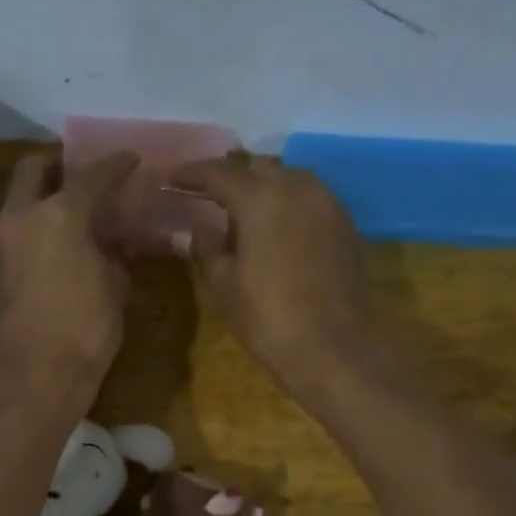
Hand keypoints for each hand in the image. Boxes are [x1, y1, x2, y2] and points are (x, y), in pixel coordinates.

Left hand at [0, 150, 135, 403]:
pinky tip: (64, 237)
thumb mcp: (116, 287)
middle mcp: (24, 216)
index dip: (116, 165)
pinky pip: (20, 226)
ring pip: (21, 197)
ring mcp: (4, 240)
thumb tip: (118, 240)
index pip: (92, 175)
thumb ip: (117, 253)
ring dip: (45, 193)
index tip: (131, 159)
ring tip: (78, 207)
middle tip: (85, 172)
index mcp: (60, 215)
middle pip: (34, 168)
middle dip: (60, 163)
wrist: (37, 374)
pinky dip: (39, 220)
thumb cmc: (86, 329)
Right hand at [169, 153, 370, 389]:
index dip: (191, 174)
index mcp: (261, 198)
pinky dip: (287, 203)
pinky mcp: (346, 225)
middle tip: (205, 194)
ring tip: (241, 212)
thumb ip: (206, 247)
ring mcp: (328, 203)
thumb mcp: (223, 284)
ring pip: (288, 179)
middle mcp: (298, 188)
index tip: (170, 179)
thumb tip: (195, 229)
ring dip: (262, 187)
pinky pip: (310, 199)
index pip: (219, 173)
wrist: (331, 348)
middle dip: (230, 176)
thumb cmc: (267, 318)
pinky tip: (275, 228)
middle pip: (257, 167)